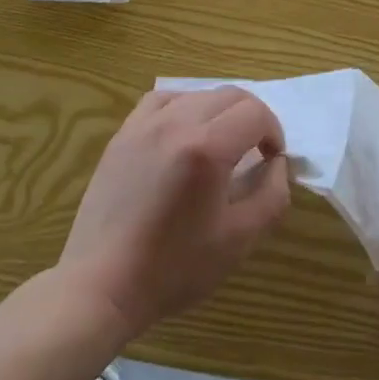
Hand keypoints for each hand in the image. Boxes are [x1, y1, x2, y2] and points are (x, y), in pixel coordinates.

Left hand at [59, 87, 291, 341]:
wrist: (102, 285)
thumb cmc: (173, 268)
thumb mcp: (239, 241)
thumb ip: (271, 196)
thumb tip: (277, 164)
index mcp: (207, 148)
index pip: (256, 113)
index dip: (273, 132)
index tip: (271, 160)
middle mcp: (177, 122)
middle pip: (230, 95)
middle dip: (252, 118)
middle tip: (255, 151)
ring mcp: (145, 124)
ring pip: (198, 94)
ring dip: (220, 111)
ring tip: (221, 144)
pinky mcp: (124, 134)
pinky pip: (163, 100)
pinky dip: (184, 106)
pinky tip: (184, 132)